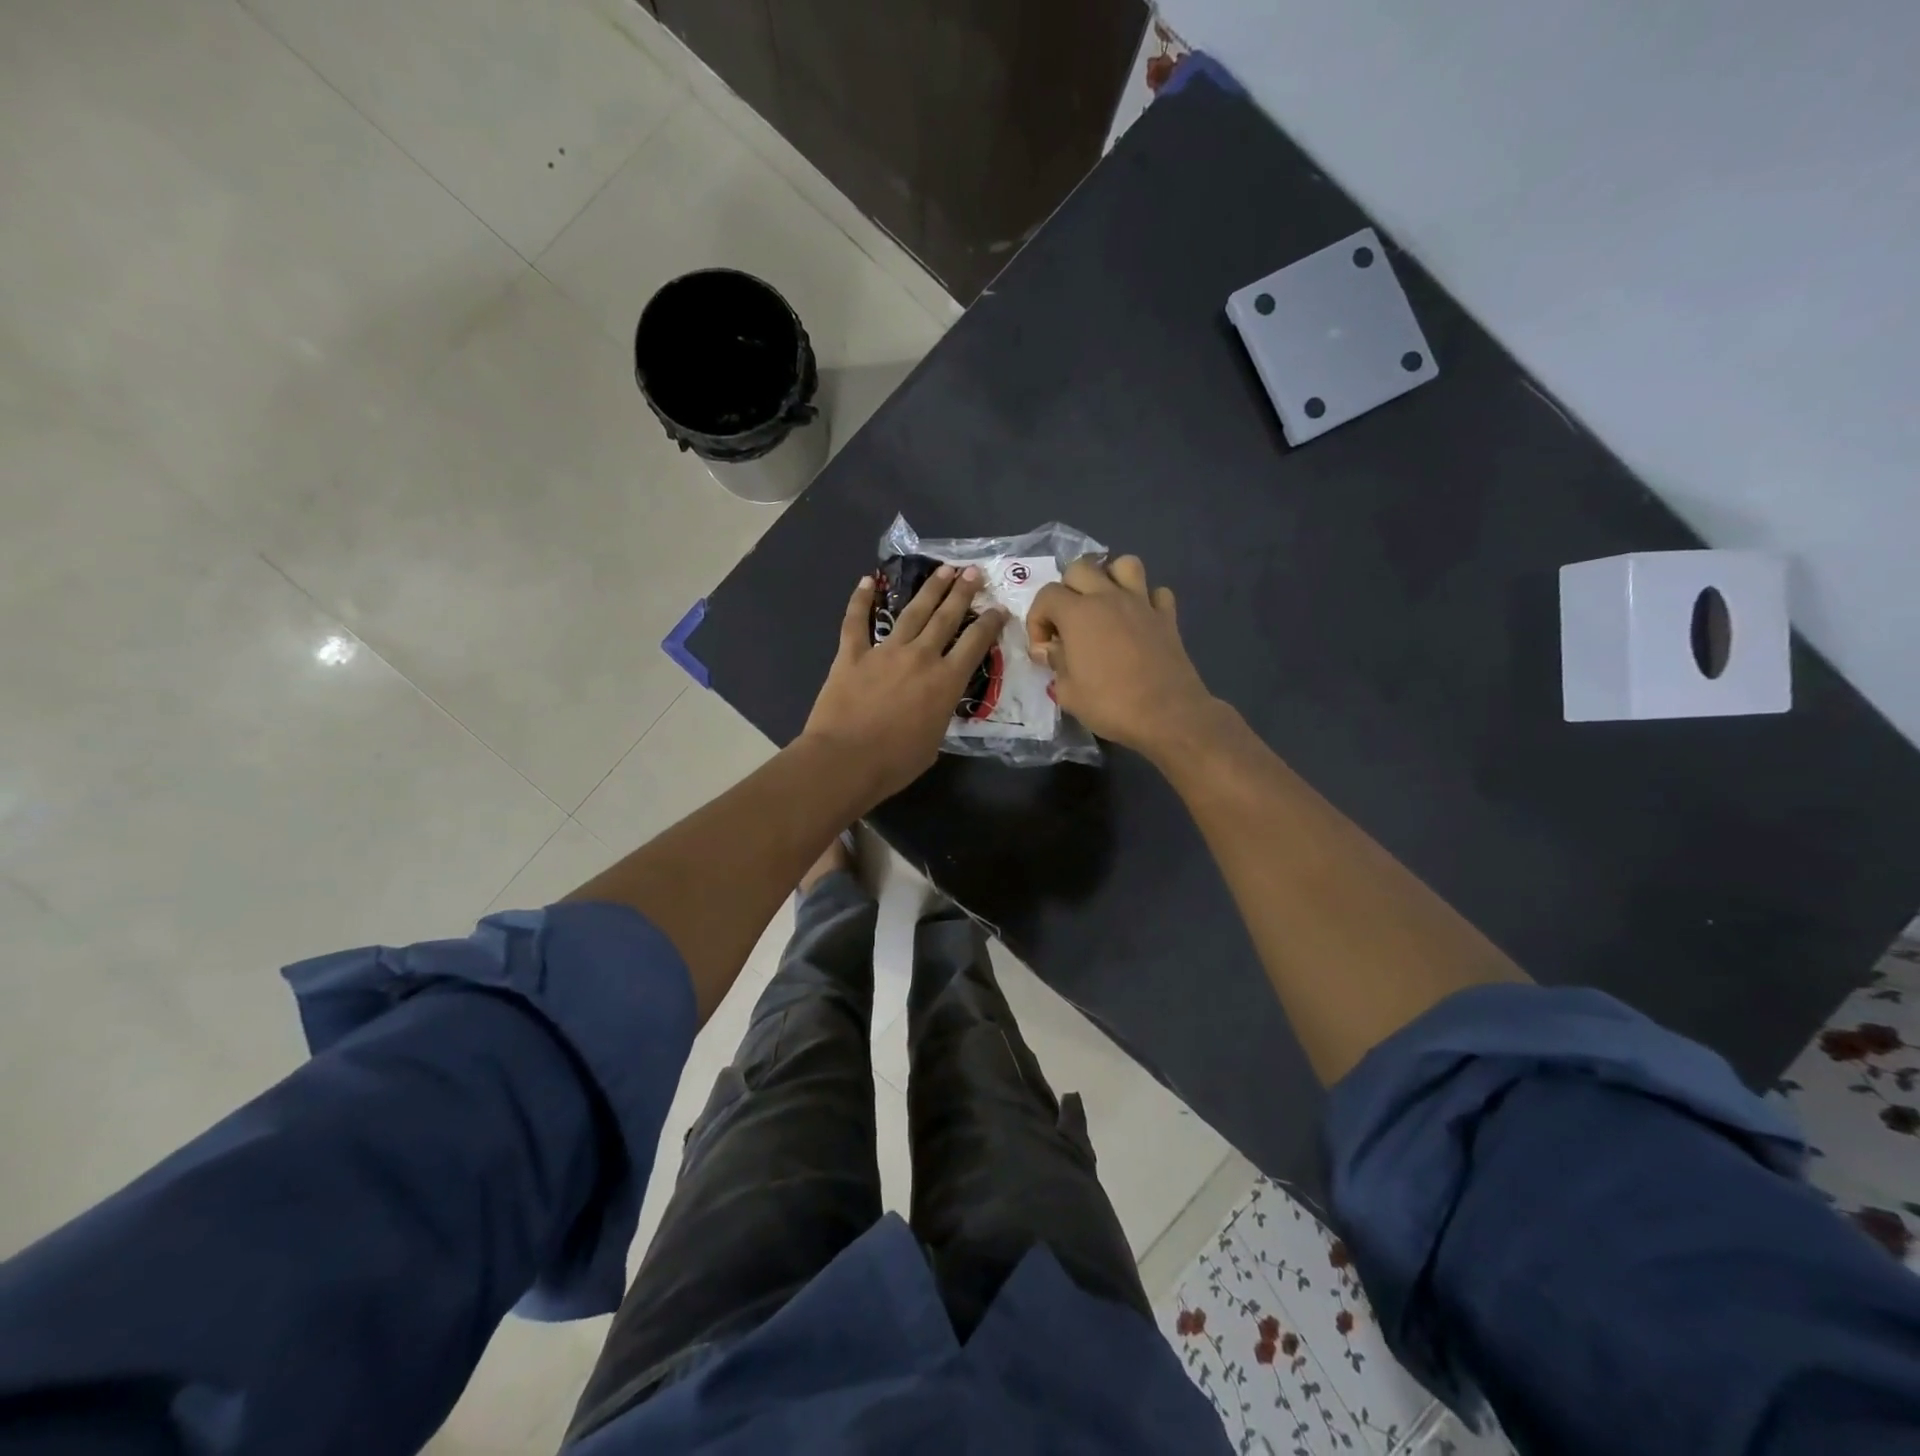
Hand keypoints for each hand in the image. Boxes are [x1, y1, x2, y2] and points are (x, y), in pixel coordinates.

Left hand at [802, 565, 1007, 803]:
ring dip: (930, 589)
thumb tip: (936, 702)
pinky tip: (867, 580)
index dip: (990, 622)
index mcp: (946, 681)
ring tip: (943, 570)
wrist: (846, 760)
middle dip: (963, 592)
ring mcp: (885, 651)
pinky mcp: (852, 654)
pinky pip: (856, 621)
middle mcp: (920, 657)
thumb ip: (940, 712)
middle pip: (947, 617)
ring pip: (912, 612)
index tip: (999, 608)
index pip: (975, 643)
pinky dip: (860, 599)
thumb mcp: (935, 741)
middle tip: (973, 572)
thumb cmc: (895, 762)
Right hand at [1027, 555, 1218, 758]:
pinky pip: (1156, 592)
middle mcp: (1109, 597)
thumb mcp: (1068, 692)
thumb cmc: (1110, 704)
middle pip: (1081, 568)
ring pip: (1124, 564)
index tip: (1044, 649)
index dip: (1037, 619)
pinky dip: (1146, 600)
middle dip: (1067, 591)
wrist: (1167, 715)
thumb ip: (1055, 663)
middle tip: (1068, 623)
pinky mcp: (1167, 617)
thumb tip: (1049, 649)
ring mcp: (1142, 603)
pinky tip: (1139, 620)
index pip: (1047, 595)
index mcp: (1079, 613)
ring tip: (1104, 605)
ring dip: (1109, 578)